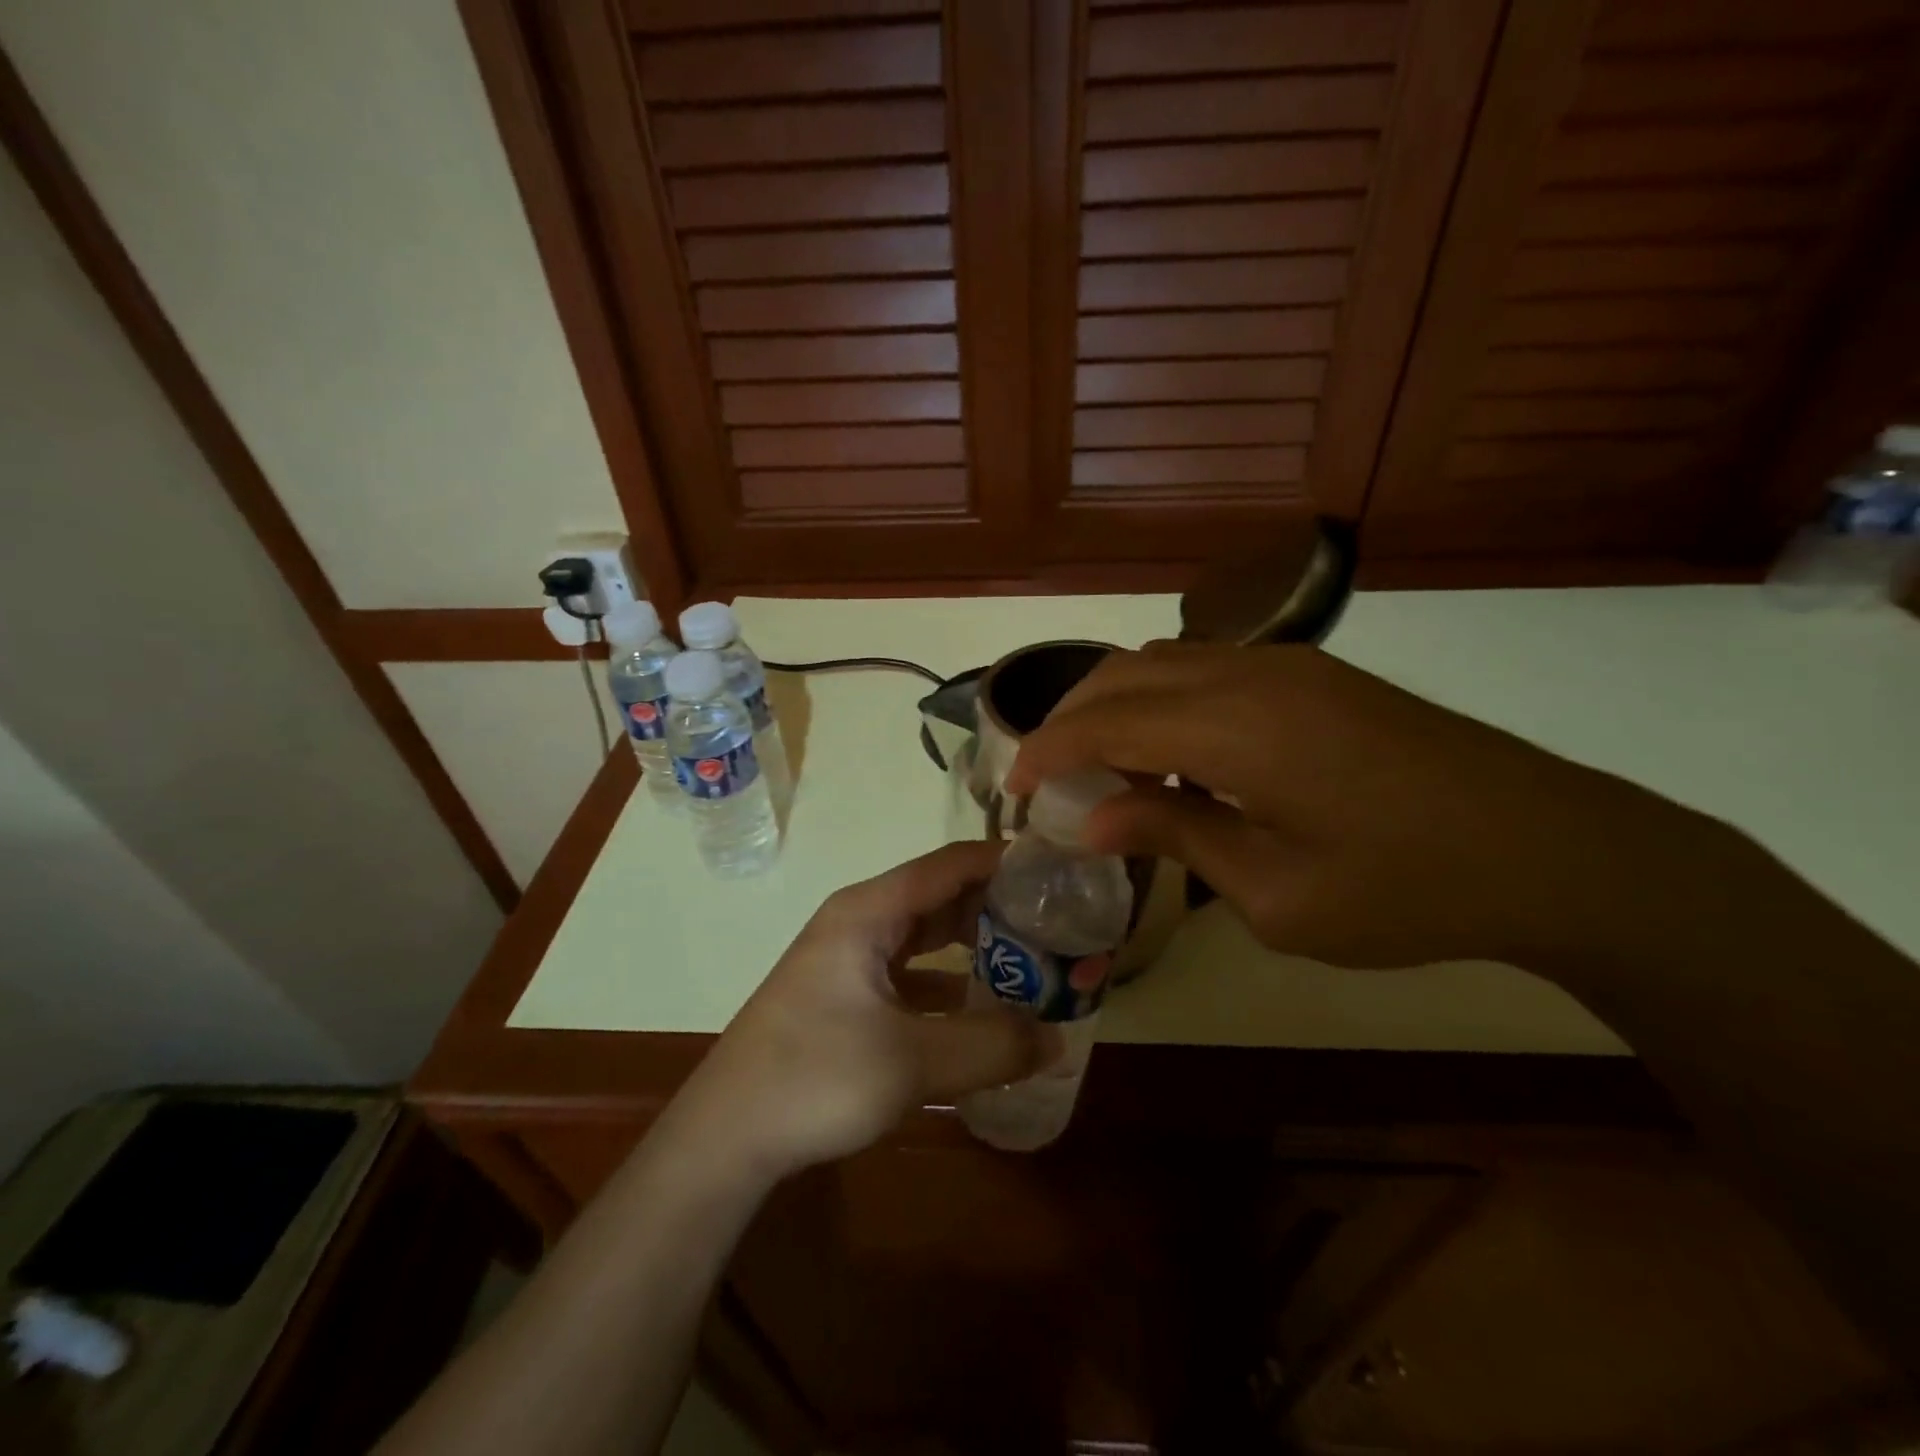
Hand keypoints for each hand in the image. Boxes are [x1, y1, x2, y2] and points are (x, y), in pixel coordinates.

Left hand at [678, 842, 1057, 1179]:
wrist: (725, 1135)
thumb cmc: (815, 1078)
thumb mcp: (912, 1062)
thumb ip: (992, 1046)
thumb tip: (1058, 1038)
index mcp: (869, 911)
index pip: (951, 864)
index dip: (1005, 862)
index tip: (1058, 873)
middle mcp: (859, 920)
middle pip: (940, 895)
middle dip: (997, 906)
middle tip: (1056, 923)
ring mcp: (848, 957)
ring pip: (924, 934)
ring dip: (973, 942)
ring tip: (1031, 958)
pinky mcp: (844, 993)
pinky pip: (909, 970)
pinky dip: (946, 979)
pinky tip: (979, 1005)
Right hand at [1007, 640, 1686, 971]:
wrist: (1553, 849)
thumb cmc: (1409, 891)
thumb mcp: (1277, 894)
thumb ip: (1176, 837)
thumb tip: (1091, 819)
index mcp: (1238, 729)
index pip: (1106, 722)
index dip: (1048, 751)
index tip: (1013, 788)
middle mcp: (1251, 675)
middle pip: (1123, 675)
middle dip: (1069, 720)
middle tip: (1048, 779)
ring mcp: (1286, 665)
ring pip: (1162, 663)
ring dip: (1115, 707)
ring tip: (1100, 769)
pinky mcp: (1312, 674)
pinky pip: (1205, 671)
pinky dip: (1161, 704)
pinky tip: (1171, 757)